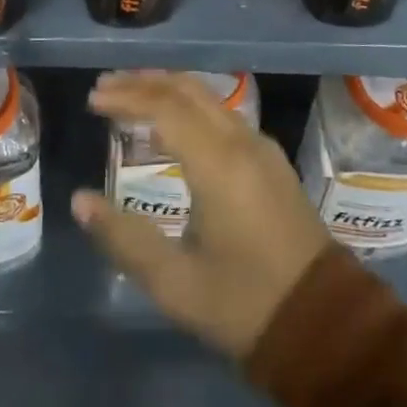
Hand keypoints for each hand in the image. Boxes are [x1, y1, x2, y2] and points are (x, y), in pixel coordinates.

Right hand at [72, 72, 334, 358]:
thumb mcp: (176, 283)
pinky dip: (190, 106)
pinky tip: (173, 125)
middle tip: (105, 88)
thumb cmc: (245, 305)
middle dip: (144, 82)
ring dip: (168, 90)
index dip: (126, 97)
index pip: (165, 108)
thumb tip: (80, 201)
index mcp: (218, 164)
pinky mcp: (272, 161)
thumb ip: (124, 239)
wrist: (325, 323)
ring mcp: (262, 148)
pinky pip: (223, 114)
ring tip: (131, 97)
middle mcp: (242, 142)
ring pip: (208, 98)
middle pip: (188, 90)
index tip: (93, 98)